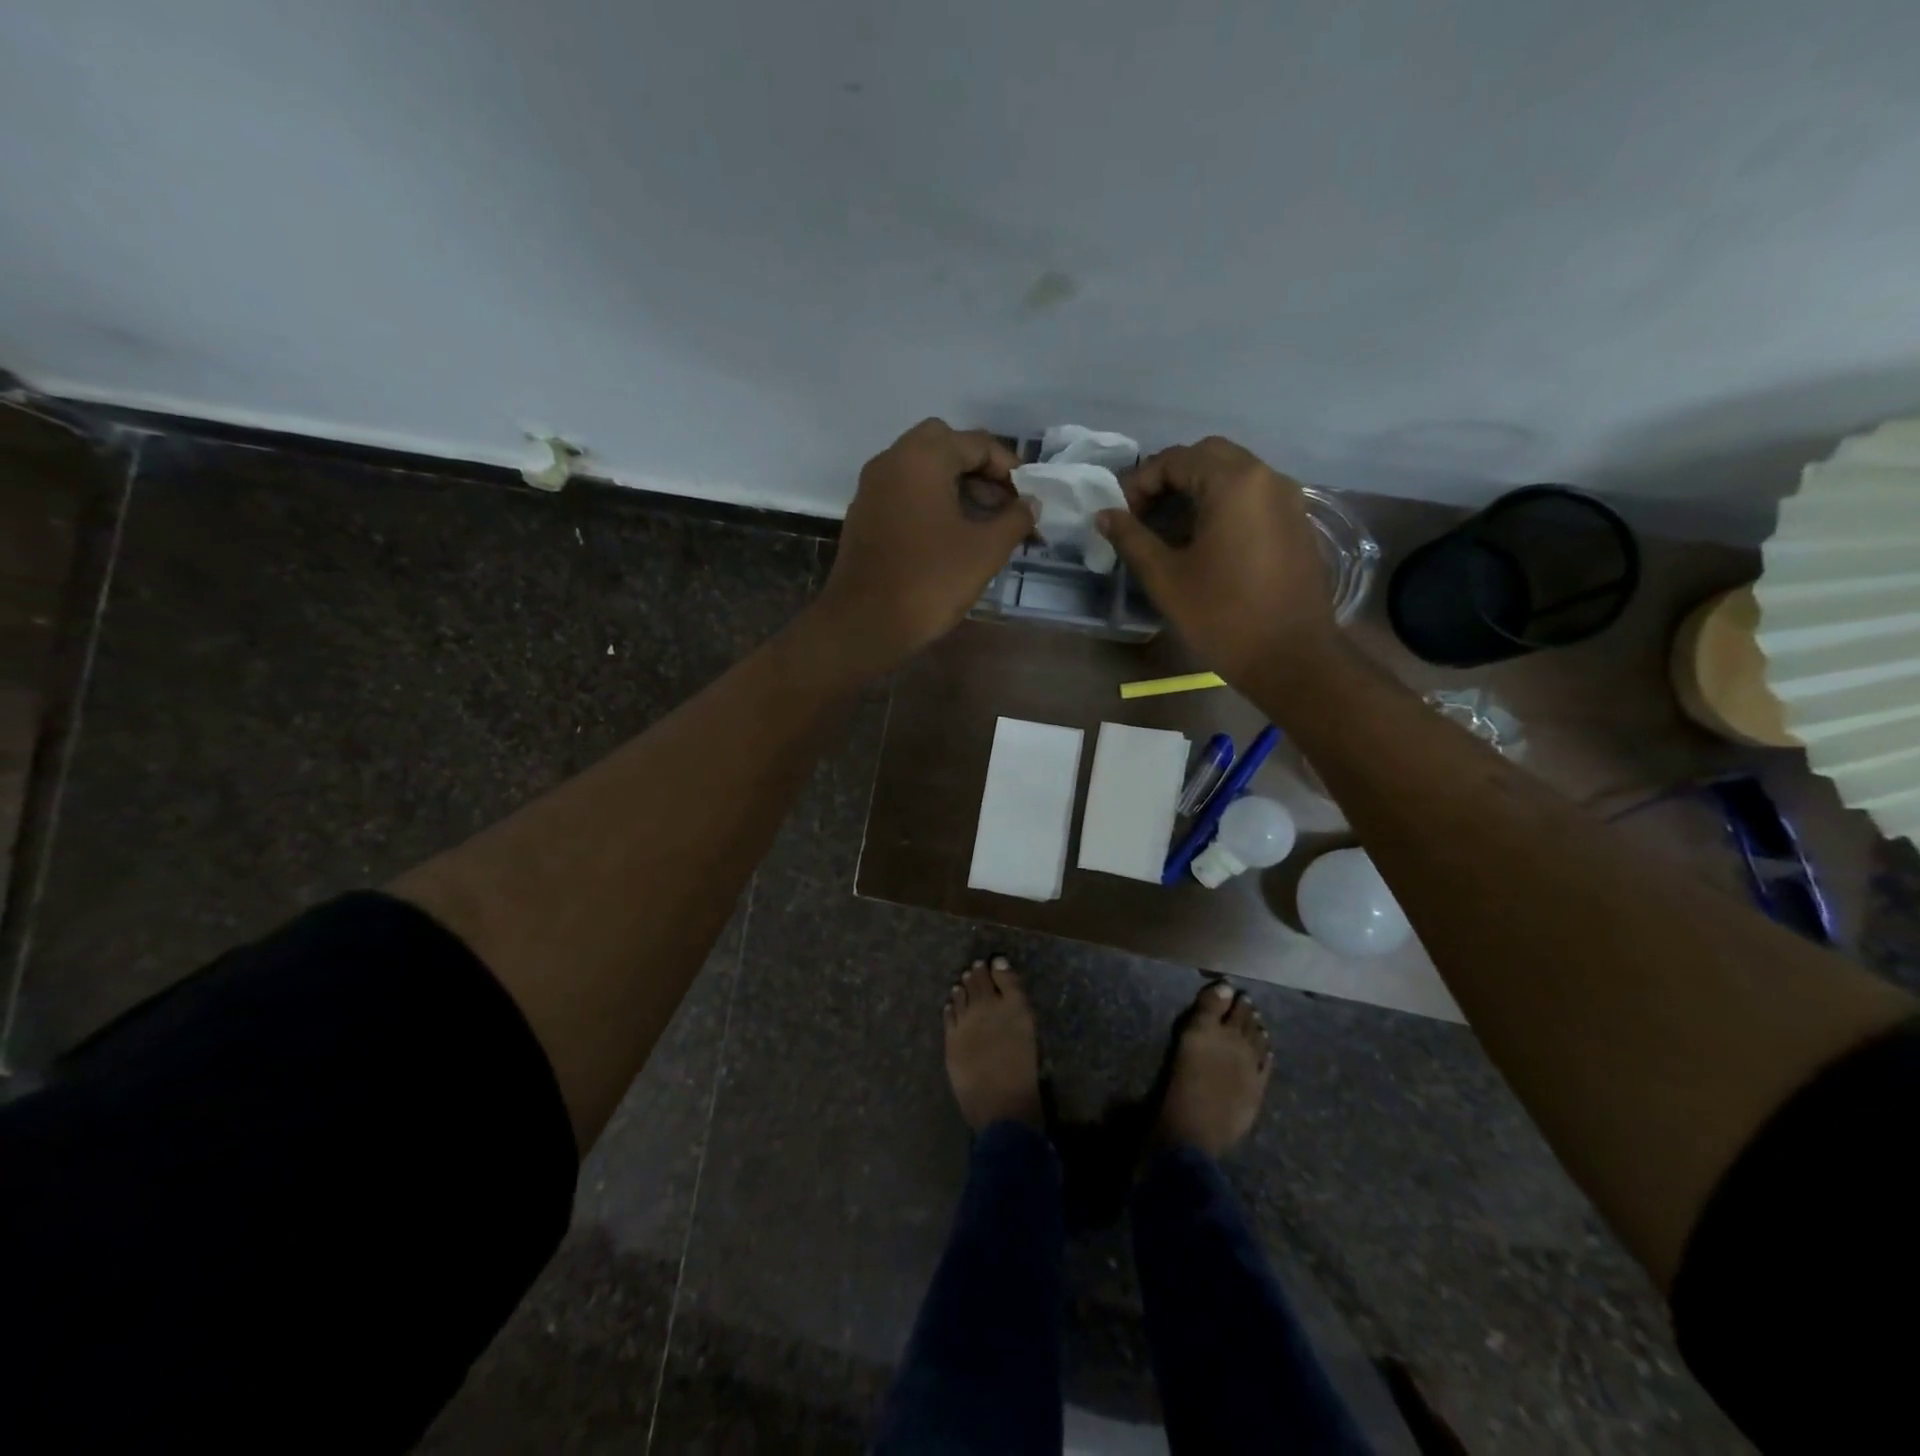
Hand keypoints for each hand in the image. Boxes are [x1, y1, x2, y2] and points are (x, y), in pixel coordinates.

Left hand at [811, 419, 1036, 674]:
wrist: (864, 624)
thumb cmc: (929, 582)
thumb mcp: (985, 551)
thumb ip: (1015, 520)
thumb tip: (1031, 503)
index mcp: (921, 458)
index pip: (977, 443)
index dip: (1010, 469)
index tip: (1030, 499)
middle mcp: (892, 460)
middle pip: (946, 447)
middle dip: (980, 472)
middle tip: (1004, 506)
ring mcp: (872, 489)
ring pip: (923, 470)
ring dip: (957, 488)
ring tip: (986, 526)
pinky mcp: (865, 516)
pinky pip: (906, 494)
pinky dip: (932, 503)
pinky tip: (952, 538)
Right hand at [1095, 437, 1336, 685]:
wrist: (1291, 657)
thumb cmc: (1222, 616)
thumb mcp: (1165, 578)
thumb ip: (1131, 538)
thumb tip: (1104, 514)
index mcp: (1233, 483)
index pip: (1176, 459)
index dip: (1140, 482)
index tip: (1121, 514)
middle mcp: (1266, 477)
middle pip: (1208, 456)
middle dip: (1170, 478)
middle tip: (1144, 514)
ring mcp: (1289, 498)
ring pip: (1234, 473)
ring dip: (1197, 489)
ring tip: (1170, 528)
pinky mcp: (1297, 522)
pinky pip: (1254, 495)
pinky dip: (1223, 503)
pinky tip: (1205, 540)